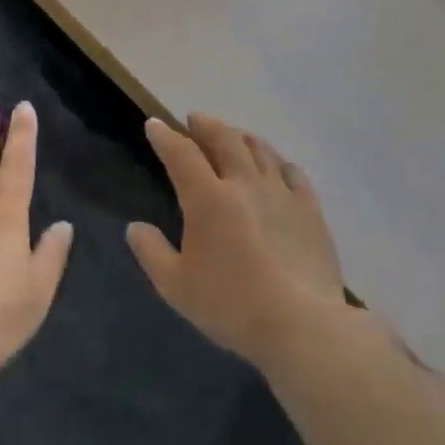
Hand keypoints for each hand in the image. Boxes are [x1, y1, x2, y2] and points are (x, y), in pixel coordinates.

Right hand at [128, 116, 348, 369]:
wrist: (300, 325)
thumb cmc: (230, 305)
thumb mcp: (175, 286)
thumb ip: (151, 252)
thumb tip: (135, 227)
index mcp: (208, 198)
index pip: (181, 154)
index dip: (165, 136)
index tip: (154, 124)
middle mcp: (244, 184)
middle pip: (224, 139)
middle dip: (205, 125)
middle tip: (195, 120)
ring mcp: (281, 194)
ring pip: (260, 150)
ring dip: (241, 137)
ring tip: (233, 136)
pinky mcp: (310, 210)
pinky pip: (293, 173)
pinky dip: (279, 162)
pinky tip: (277, 167)